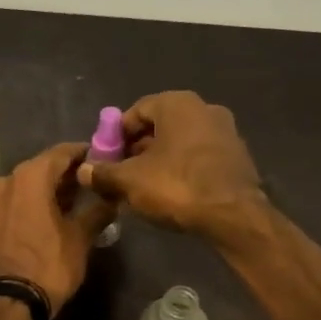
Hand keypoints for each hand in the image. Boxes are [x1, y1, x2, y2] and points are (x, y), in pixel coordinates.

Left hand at [0, 143, 115, 315]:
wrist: (6, 303)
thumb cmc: (48, 265)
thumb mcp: (80, 239)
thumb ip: (97, 212)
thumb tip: (113, 198)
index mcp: (29, 176)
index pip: (61, 153)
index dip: (83, 154)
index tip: (101, 159)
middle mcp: (5, 180)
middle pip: (41, 168)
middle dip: (65, 175)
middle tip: (90, 184)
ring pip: (24, 186)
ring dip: (47, 191)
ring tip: (71, 204)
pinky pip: (12, 204)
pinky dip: (30, 205)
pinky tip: (46, 219)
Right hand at [75, 91, 265, 243]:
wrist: (233, 215)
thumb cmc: (177, 186)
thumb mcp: (129, 181)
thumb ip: (103, 173)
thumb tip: (83, 170)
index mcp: (177, 104)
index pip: (135, 112)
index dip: (116, 136)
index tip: (106, 159)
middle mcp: (204, 108)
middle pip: (159, 126)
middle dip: (137, 149)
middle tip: (121, 174)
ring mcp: (226, 131)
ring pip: (180, 143)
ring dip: (160, 160)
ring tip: (143, 187)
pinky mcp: (237, 156)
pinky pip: (199, 157)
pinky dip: (182, 169)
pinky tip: (172, 193)